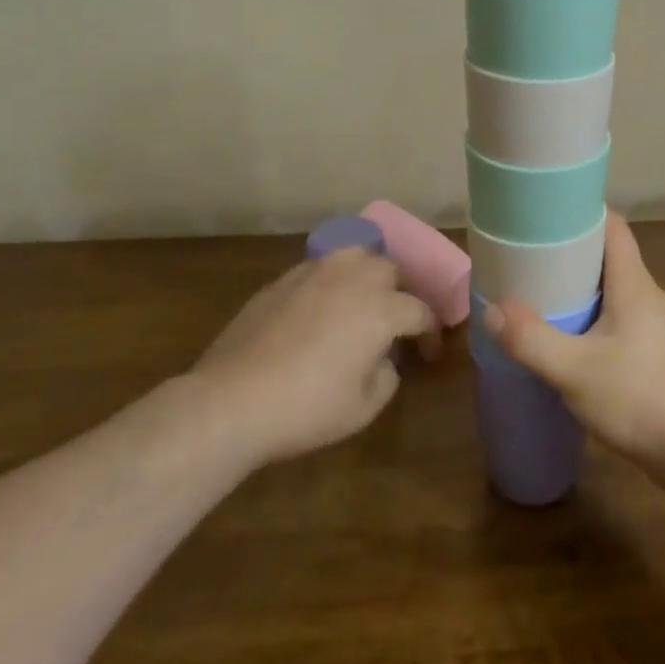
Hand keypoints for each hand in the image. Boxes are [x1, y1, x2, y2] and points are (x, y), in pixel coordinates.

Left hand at [190, 248, 437, 471]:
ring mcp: (315, 273)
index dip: (431, 332)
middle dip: (400, 293)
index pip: (421, 310)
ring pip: (355, 256)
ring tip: (361, 301)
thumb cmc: (307, 407)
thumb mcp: (363, 408)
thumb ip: (387, 375)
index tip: (429, 352)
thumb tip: (384, 359)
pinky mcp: (283, 279)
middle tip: (394, 322)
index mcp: (381, 308)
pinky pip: (320, 268)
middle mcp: (353, 278)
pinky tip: (321, 307)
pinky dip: (332, 282)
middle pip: (390, 270)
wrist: (233, 399)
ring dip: (367, 275)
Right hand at [483, 212, 664, 490]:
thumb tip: (493, 310)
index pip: (613, 228)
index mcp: (634, 284)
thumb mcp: (574, 370)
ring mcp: (662, 329)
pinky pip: (626, 326)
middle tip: (533, 266)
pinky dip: (600, 326)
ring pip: (618, 297)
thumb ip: (531, 340)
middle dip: (573, 259)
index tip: (548, 217)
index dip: (582, 214)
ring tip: (548, 307)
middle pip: (611, 261)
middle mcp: (651, 297)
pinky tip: (579, 351)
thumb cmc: (641, 397)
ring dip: (586, 297)